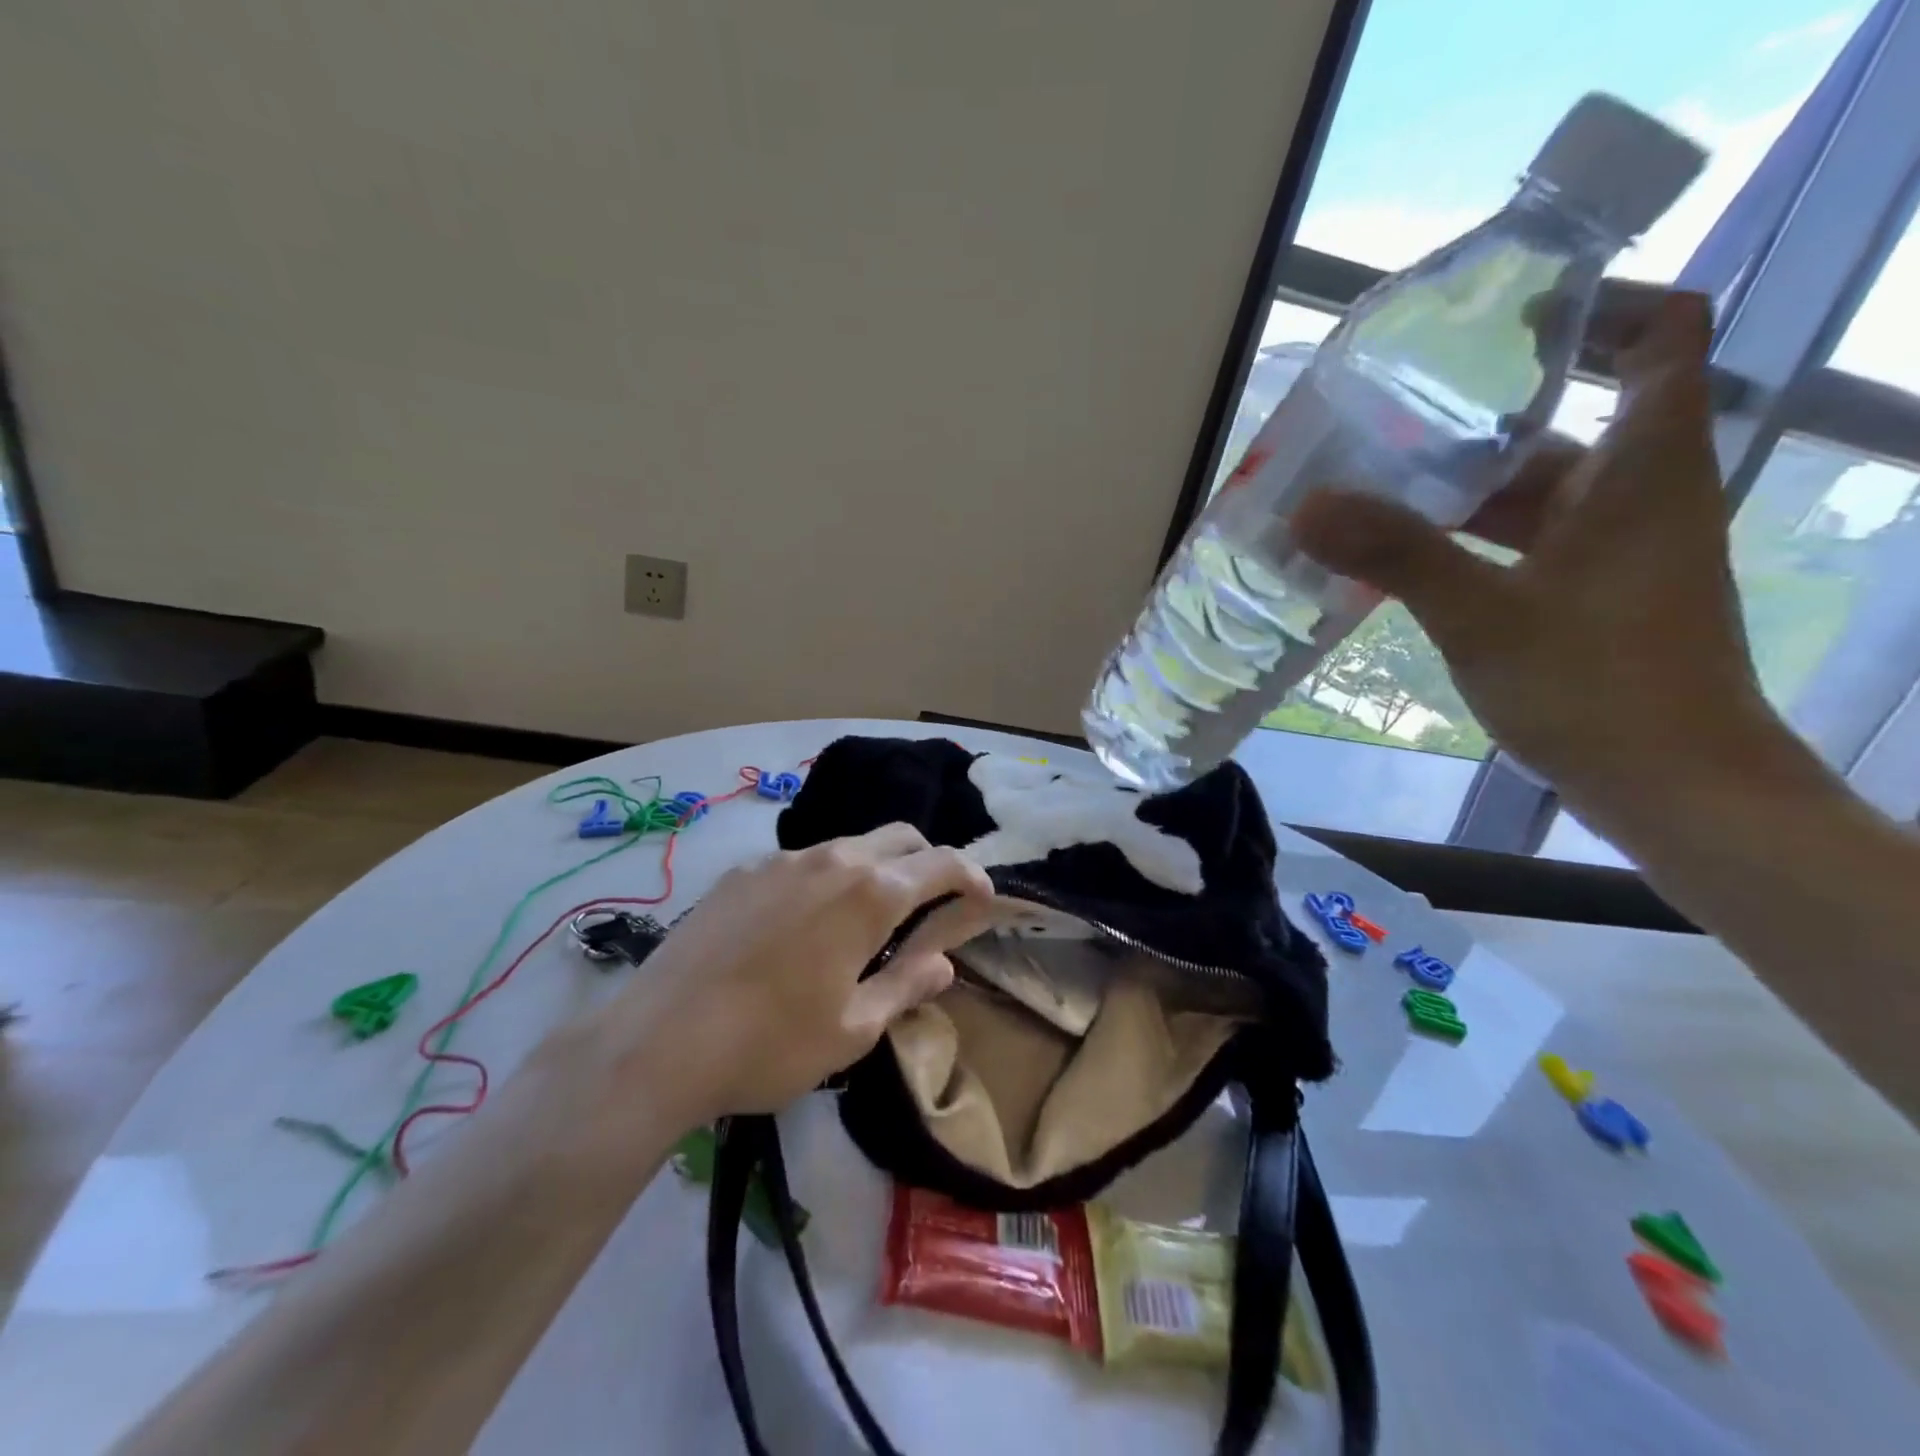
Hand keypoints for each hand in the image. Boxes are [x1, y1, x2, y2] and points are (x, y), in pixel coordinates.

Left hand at [605, 824, 995, 1120]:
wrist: (658, 1041)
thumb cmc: (771, 1044)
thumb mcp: (854, 1029)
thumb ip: (907, 986)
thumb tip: (944, 963)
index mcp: (870, 894)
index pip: (942, 863)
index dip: (971, 876)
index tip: (981, 899)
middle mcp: (831, 859)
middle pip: (900, 837)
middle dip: (928, 862)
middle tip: (930, 906)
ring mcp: (780, 860)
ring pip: (849, 845)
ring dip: (875, 869)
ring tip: (865, 920)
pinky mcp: (741, 872)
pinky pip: (802, 861)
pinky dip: (826, 878)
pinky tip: (803, 925)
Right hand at [1291, 289, 1783, 819]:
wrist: (1672, 786)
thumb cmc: (1596, 685)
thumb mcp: (1483, 615)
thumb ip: (1396, 554)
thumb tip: (1307, 505)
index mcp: (1643, 467)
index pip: (1658, 336)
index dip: (1594, 309)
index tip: (1500, 321)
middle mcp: (1635, 494)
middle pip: (1560, 423)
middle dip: (1472, 421)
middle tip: (1383, 424)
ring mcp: (1610, 550)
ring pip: (1530, 494)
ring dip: (1454, 493)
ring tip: (1367, 494)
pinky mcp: (1586, 595)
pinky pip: (1518, 545)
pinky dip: (1462, 544)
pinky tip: (1397, 562)